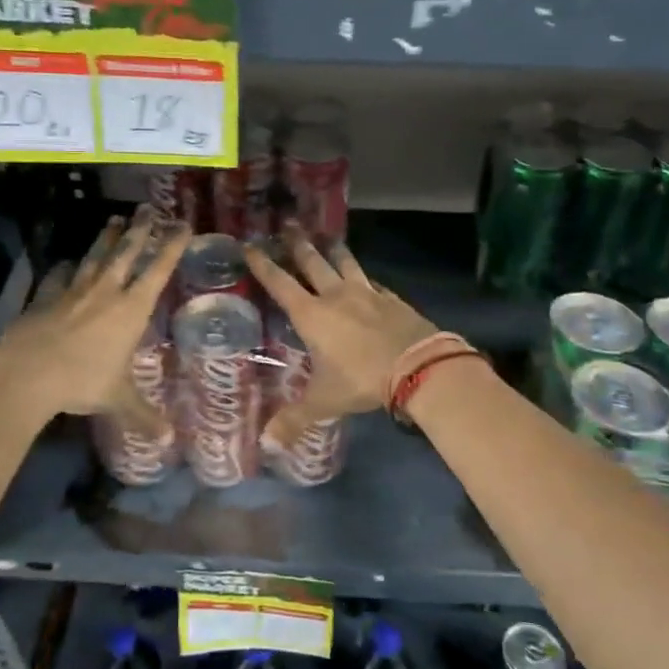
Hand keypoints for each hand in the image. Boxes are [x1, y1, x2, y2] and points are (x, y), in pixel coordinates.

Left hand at [0, 209, 186, 430]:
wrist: (27, 373)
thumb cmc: (82, 382)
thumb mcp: (118, 400)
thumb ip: (144, 415)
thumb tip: (168, 440)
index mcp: (131, 309)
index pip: (158, 270)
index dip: (171, 246)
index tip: (182, 225)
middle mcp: (106, 292)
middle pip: (126, 253)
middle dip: (139, 230)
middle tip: (147, 209)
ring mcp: (74, 291)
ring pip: (95, 257)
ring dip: (106, 238)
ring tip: (114, 220)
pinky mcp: (46, 297)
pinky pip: (60, 276)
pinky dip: (67, 267)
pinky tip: (69, 262)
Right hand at [243, 223, 437, 446]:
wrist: (418, 367)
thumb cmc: (362, 380)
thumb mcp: (324, 402)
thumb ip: (294, 420)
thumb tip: (267, 444)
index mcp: (312, 315)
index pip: (280, 283)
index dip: (263, 265)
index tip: (250, 246)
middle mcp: (336, 296)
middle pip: (312, 262)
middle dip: (297, 244)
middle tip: (287, 225)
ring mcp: (367, 293)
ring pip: (345, 263)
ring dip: (333, 249)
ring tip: (327, 237)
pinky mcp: (391, 298)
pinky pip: (372, 282)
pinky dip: (364, 277)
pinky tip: (366, 279)